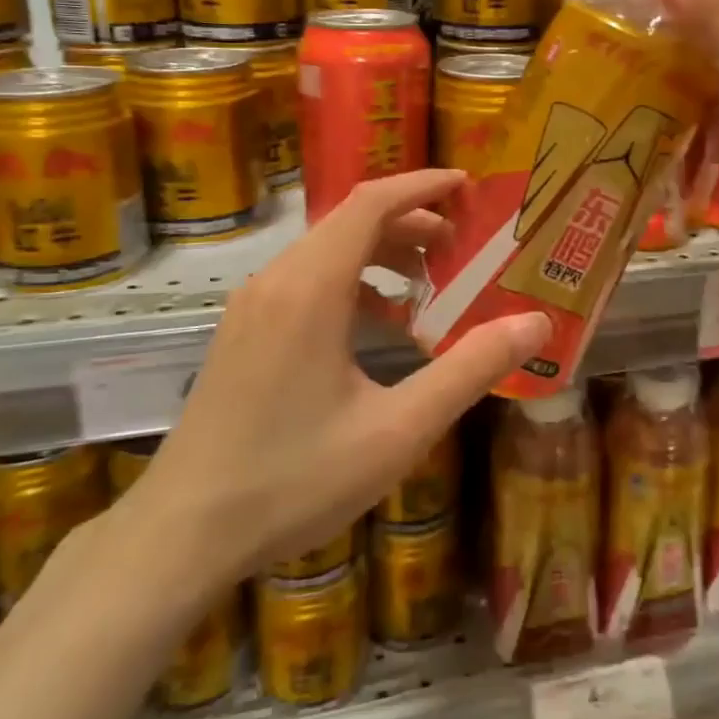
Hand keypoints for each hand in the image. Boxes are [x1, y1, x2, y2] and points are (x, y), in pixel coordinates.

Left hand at [116, 171, 549, 590]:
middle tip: (461, 247)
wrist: (182, 533)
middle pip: (350, 222)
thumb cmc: (295, 478)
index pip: (371, 203)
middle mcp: (277, 280)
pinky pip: (305, 281)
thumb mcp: (398, 429)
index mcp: (311, 287)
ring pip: (326, 251)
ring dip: (380, 253)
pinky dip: (351, 282)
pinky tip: (378, 325)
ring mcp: (252, 306)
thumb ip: (470, 370)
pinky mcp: (242, 332)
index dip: (422, 185)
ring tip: (428, 282)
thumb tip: (536, 324)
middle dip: (410, 222)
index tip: (467, 186)